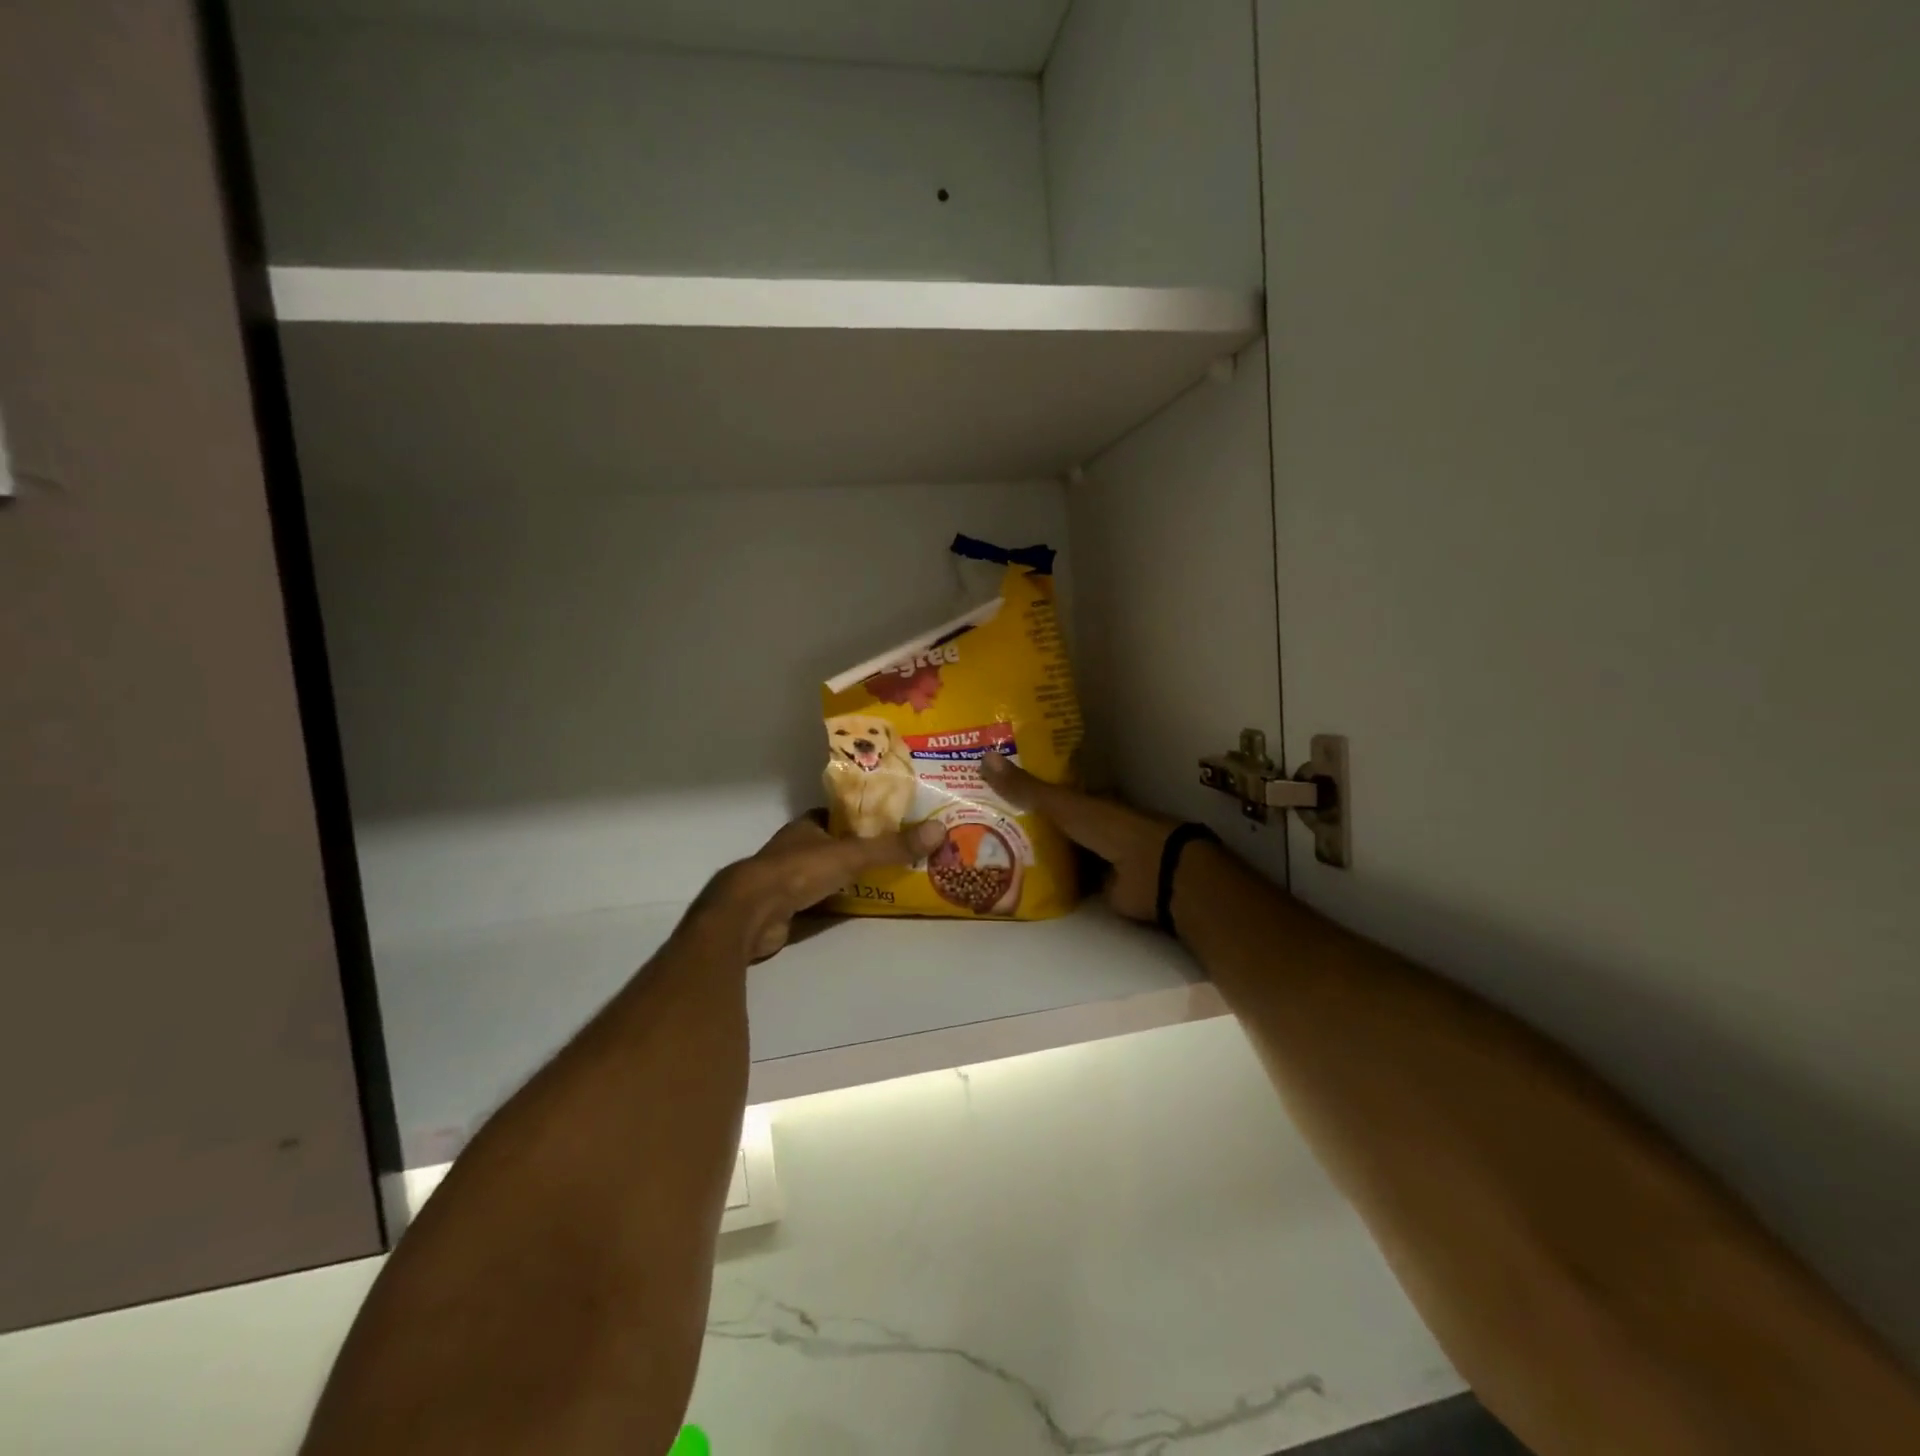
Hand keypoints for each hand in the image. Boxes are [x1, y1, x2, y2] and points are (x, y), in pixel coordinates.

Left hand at [697, 814, 947, 960]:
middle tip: (898, 853)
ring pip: (827, 873)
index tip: (892, 822)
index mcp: (807, 825)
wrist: (750, 913)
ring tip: (888, 879)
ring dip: (850, 876)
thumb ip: (892, 846)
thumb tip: (939, 830)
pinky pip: (819, 899)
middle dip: (861, 848)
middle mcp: (796, 847)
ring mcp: (788, 878)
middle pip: (835, 844)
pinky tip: (860, 906)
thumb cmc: (798, 871)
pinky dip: (837, 901)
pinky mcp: (786, 907)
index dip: (864, 817)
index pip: (840, 815)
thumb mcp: (852, 855)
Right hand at [980, 753, 1176, 922]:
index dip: (1025, 789)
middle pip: (1051, 823)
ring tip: (987, 854)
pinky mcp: (1094, 886)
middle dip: (1022, 824)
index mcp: (1089, 798)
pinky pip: (1063, 881)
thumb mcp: (1063, 804)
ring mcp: (1094, 856)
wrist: (1150, 873)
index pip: (1052, 790)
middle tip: (979, 823)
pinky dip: (1044, 882)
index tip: (991, 789)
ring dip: (1031, 854)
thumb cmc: (1110, 829)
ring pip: (1056, 852)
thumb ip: (1026, 788)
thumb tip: (984, 757)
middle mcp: (1091, 824)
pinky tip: (1012, 883)